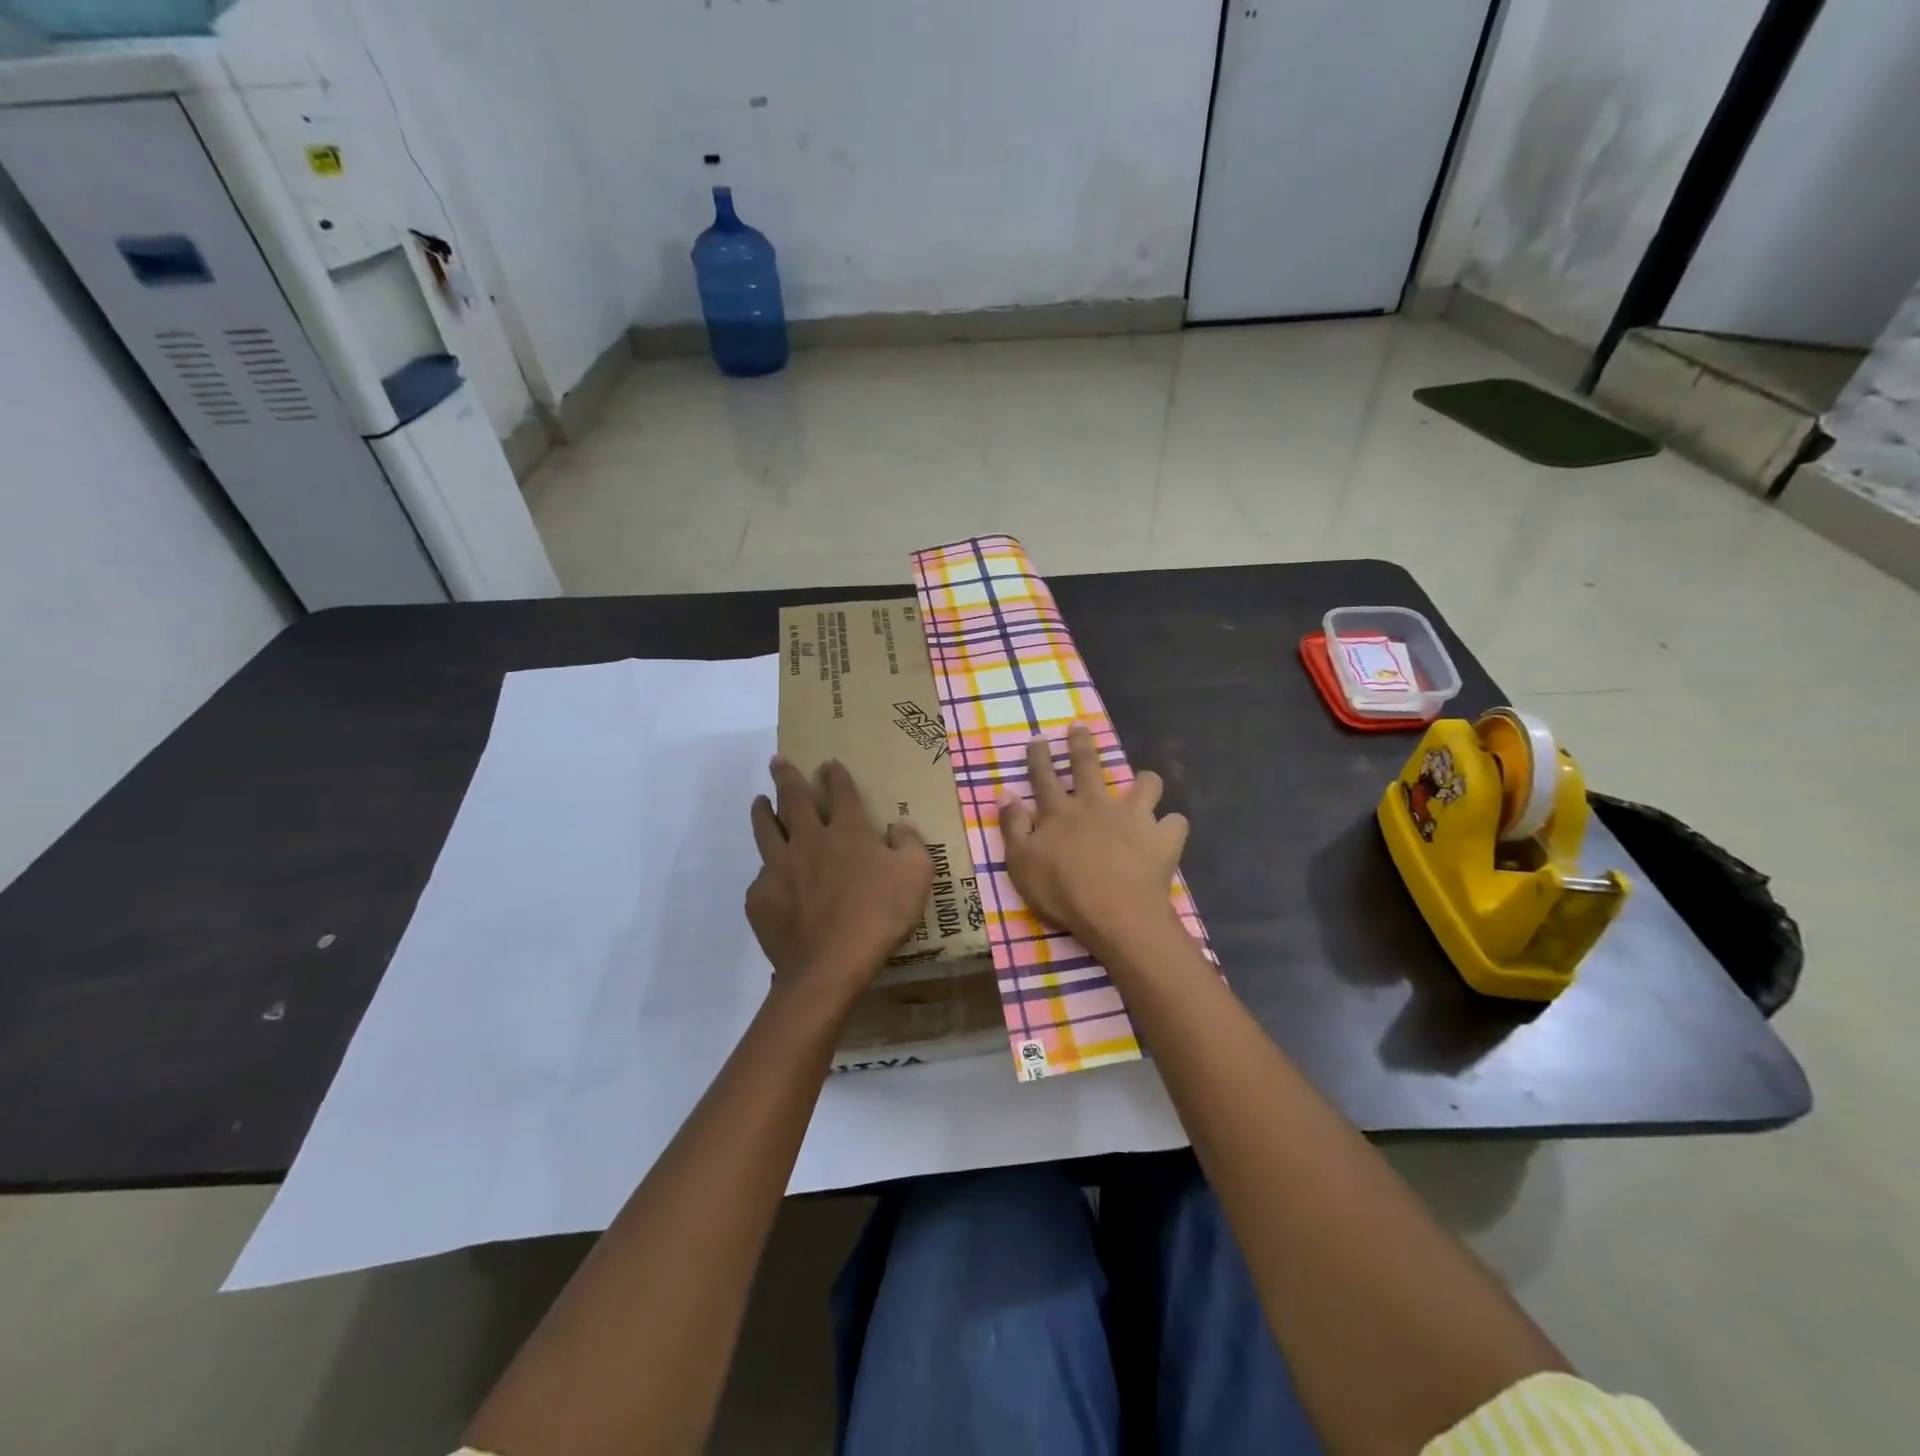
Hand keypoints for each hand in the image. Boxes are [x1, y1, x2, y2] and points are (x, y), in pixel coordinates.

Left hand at [746, 756, 932, 1010]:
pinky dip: (767, 872)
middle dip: (786, 776)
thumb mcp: (916, 876)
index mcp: (847, 832)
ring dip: (763, 812)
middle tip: (777, 761)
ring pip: (766, 830)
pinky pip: (762, 878)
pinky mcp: (761, 897)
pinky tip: (769, 877)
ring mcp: (779, 867)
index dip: (836, 775)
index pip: (841, 793)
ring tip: (759, 802)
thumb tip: (902, 823)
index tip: (829, 763)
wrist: (830, 964)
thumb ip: (911, 844)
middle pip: (793, 799)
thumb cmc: (879, 915)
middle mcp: (809, 840)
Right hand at [998, 723, 1187, 951]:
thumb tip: (1005, 794)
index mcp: (1060, 812)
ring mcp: (1133, 817)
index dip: (1039, 756)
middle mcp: (1097, 804)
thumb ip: (1013, 827)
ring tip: (1144, 783)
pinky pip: (1174, 823)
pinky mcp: (1162, 837)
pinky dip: (1170, 827)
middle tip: (1080, 726)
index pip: (1044, 776)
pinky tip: (1167, 834)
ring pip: (1145, 784)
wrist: (1115, 914)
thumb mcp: (1020, 863)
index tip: (1038, 738)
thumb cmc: (1062, 892)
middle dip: (1081, 743)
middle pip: (1088, 765)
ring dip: (1144, 781)